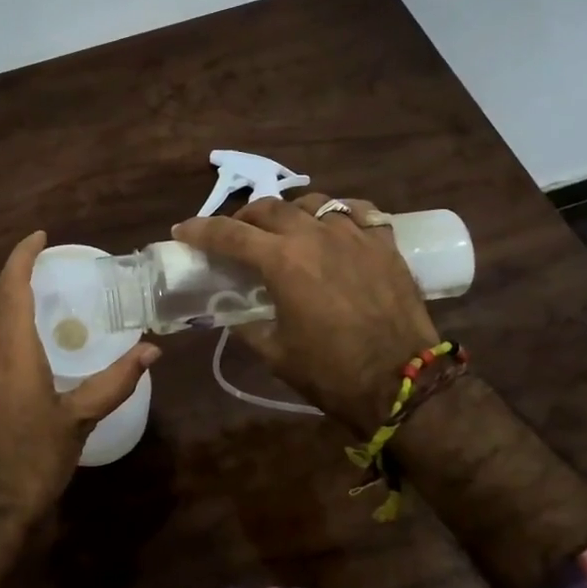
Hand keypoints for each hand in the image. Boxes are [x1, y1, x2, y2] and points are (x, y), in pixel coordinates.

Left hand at [0, 231, 157, 587]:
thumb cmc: (34, 460)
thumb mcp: (79, 420)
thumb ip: (115, 382)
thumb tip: (151, 350)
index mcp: (12, 351)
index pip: (11, 286)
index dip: (22, 255)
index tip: (41, 237)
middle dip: (9, 276)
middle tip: (42, 275)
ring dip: (2, 303)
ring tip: (39, 308)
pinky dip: (0, 330)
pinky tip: (28, 352)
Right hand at [173, 193, 435, 434]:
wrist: (403, 385)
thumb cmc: (332, 374)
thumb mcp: (275, 353)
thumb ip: (247, 325)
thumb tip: (231, 311)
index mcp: (282, 261)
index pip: (229, 234)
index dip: (200, 230)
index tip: (182, 230)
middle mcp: (315, 236)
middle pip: (269, 208)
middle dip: (244, 218)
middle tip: (236, 235)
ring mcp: (354, 234)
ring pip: (312, 203)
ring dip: (289, 212)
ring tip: (286, 229)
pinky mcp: (384, 243)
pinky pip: (357, 211)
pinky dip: (337, 214)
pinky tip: (334, 227)